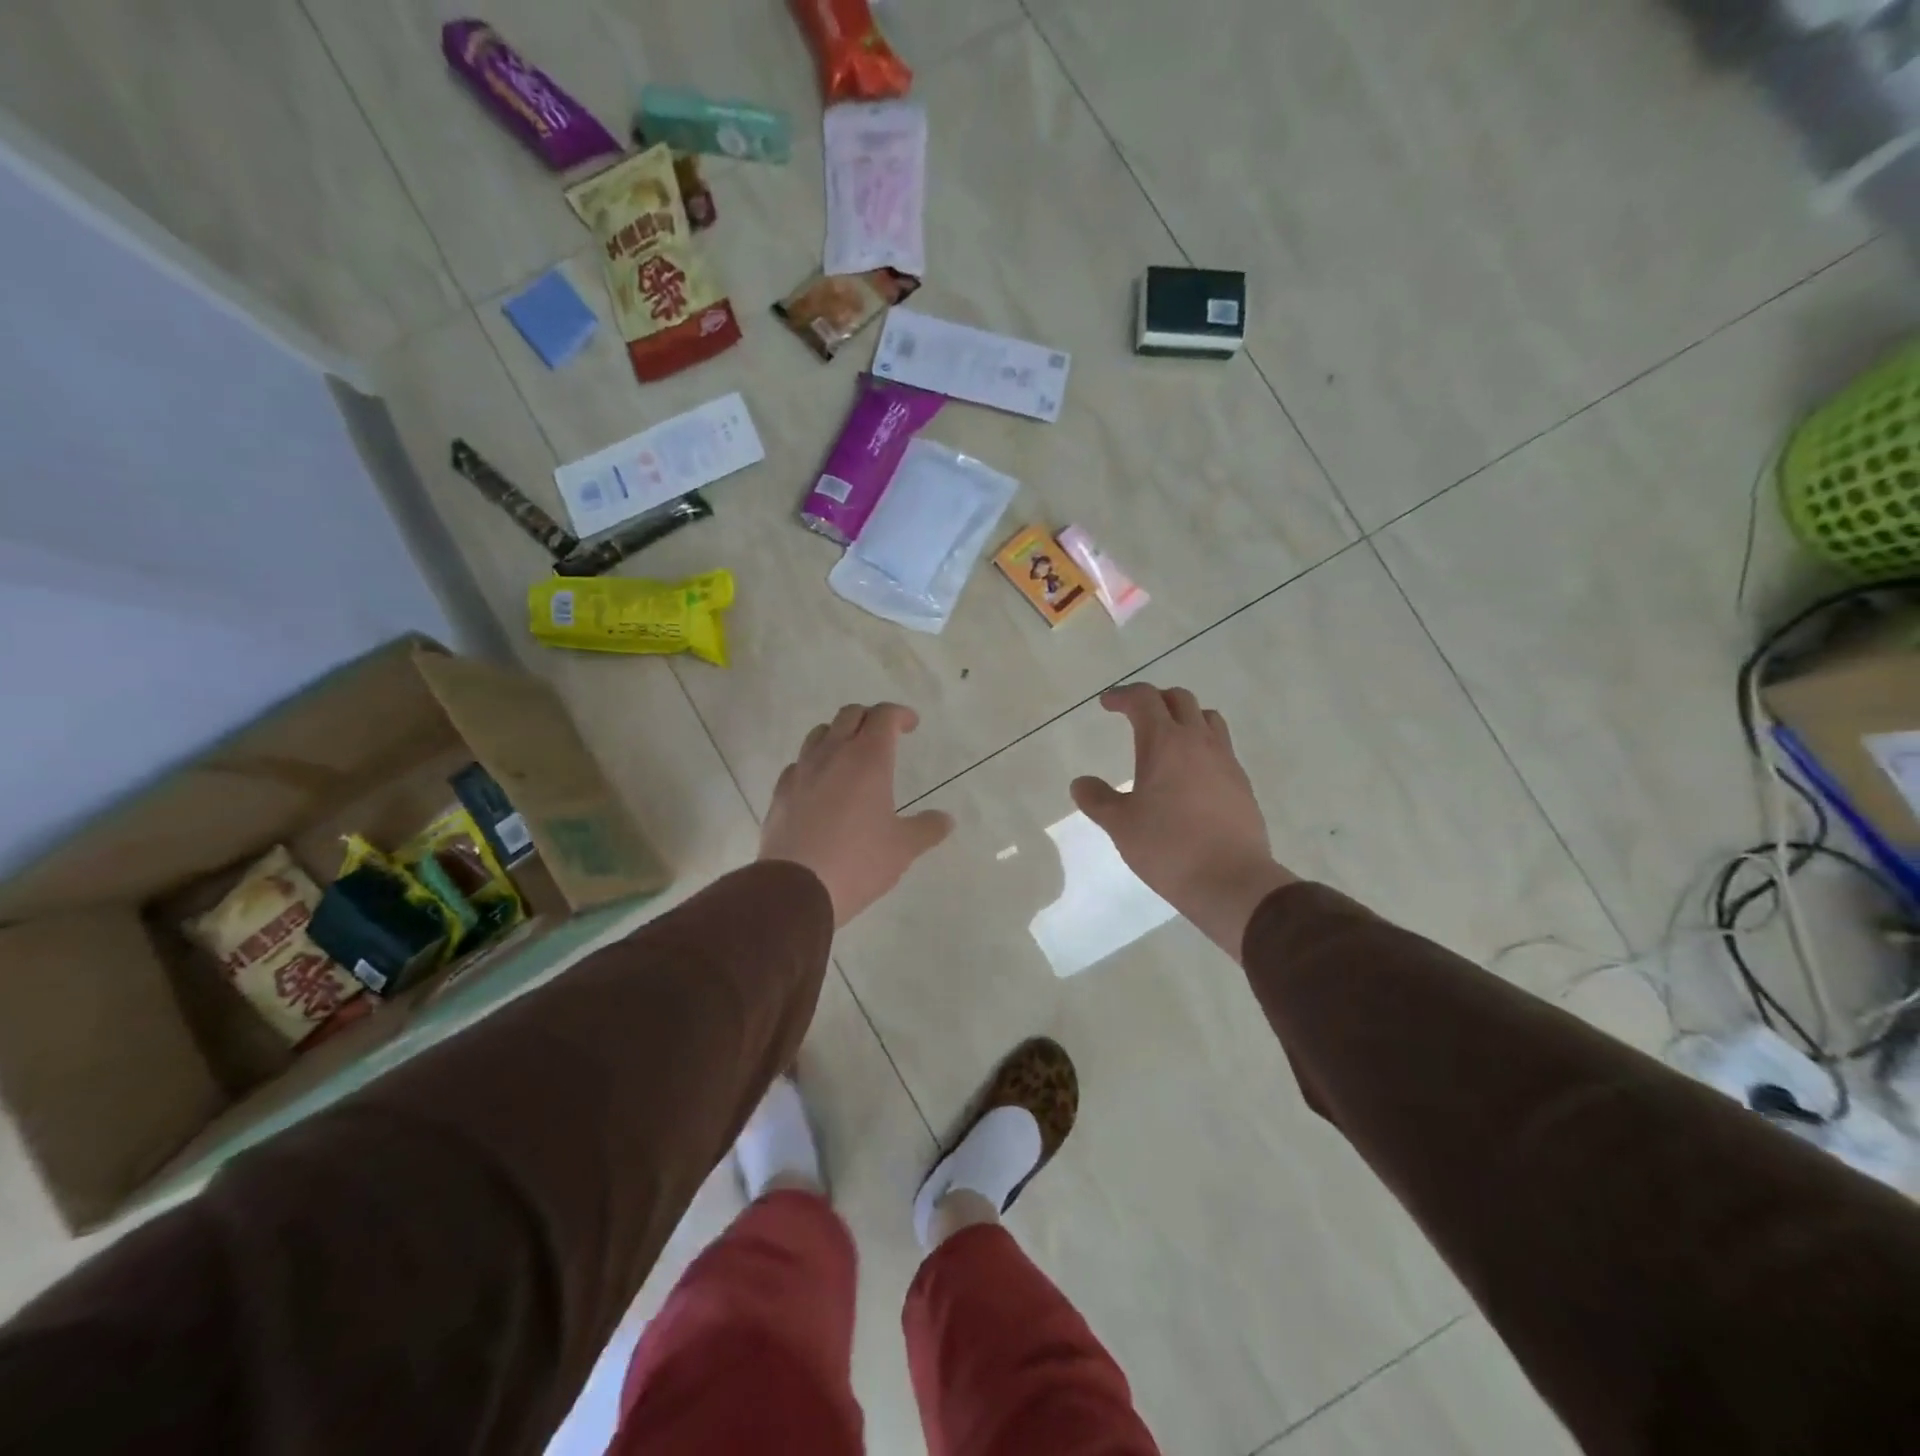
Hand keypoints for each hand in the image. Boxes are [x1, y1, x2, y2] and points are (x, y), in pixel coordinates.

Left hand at [760, 703, 953, 927]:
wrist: (795, 887)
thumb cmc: (858, 862)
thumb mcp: (903, 848)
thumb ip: (927, 828)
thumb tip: (946, 820)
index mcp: (868, 759)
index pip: (884, 716)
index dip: (900, 714)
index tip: (911, 725)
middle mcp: (833, 755)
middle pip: (850, 715)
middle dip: (870, 718)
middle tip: (884, 736)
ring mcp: (802, 771)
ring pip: (820, 733)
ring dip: (839, 735)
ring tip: (851, 756)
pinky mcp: (780, 792)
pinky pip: (800, 764)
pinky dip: (815, 764)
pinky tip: (821, 787)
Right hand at [1071, 684, 1296, 959]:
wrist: (1232, 880)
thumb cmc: (1168, 847)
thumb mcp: (1120, 825)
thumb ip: (1097, 799)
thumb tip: (1080, 783)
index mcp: (1165, 742)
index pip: (1144, 699)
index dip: (1123, 696)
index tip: (1107, 704)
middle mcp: (1199, 742)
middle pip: (1179, 700)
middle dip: (1154, 700)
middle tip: (1135, 715)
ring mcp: (1226, 761)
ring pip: (1208, 719)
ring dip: (1185, 717)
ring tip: (1168, 737)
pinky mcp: (1242, 784)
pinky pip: (1221, 748)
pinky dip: (1202, 746)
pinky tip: (1190, 774)